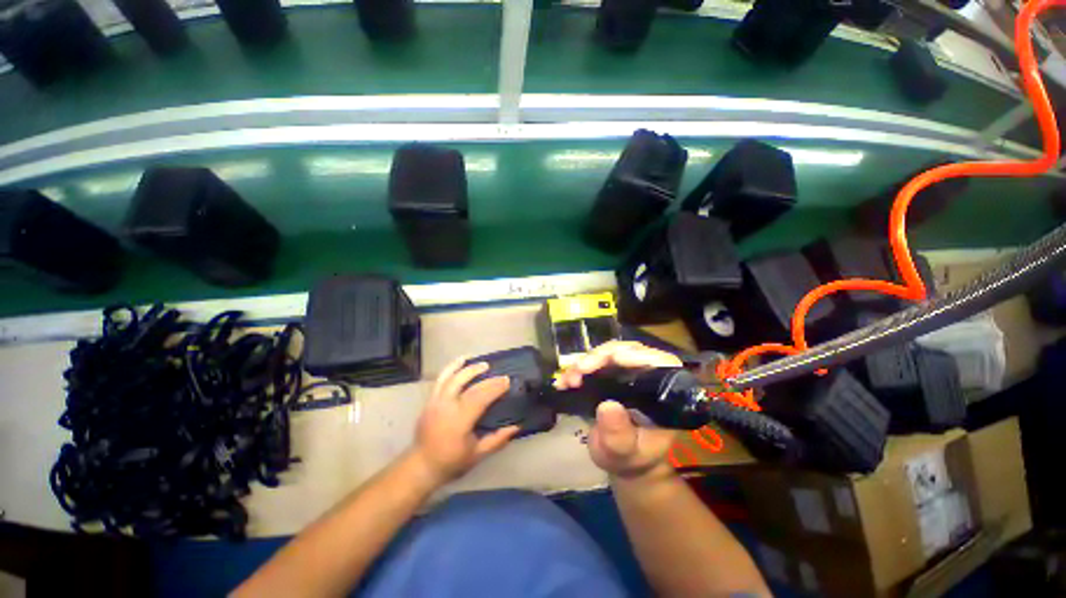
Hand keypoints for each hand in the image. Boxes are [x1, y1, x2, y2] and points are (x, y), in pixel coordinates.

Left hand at [411, 358, 519, 485]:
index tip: (507, 381)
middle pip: (468, 385)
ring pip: (452, 378)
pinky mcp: (430, 400)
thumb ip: (497, 440)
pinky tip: (461, 360)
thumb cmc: (451, 462)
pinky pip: (441, 379)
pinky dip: (451, 367)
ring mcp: (435, 401)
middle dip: (487, 378)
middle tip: (501, 375)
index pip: (479, 397)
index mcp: (459, 421)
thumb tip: (516, 427)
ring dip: (469, 368)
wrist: (420, 466)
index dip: (494, 387)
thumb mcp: (477, 455)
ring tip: (483, 364)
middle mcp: (446, 407)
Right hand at [555, 341, 681, 478]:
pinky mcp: (610, 373)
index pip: (662, 364)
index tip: (616, 358)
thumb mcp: (624, 453)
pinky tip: (564, 381)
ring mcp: (628, 372)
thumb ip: (619, 435)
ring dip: (586, 362)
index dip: (641, 356)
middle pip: (630, 351)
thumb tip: (607, 406)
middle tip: (580, 370)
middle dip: (602, 356)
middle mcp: (648, 377)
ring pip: (609, 353)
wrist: (621, 459)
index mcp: (663, 395)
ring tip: (569, 379)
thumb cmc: (630, 458)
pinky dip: (577, 369)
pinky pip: (595, 362)